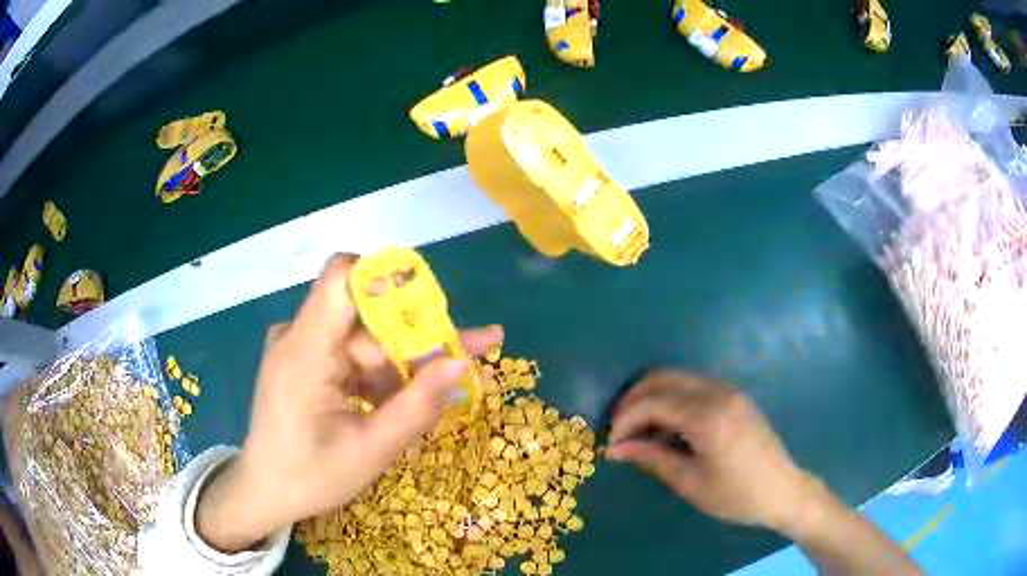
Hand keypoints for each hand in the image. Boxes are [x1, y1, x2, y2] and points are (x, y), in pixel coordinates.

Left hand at [196, 254, 503, 551]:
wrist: (264, 492)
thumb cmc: (311, 477)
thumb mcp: (371, 449)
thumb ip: (418, 405)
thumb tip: (463, 362)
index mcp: (306, 350)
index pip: (342, 277)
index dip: (389, 279)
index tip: (435, 306)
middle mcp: (299, 336)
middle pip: (366, 318)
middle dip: (417, 341)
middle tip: (466, 363)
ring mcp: (299, 348)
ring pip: (363, 339)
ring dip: (400, 366)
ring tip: (437, 396)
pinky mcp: (303, 361)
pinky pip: (348, 355)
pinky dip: (377, 376)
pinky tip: (398, 403)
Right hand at [605, 370, 816, 532]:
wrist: (782, 490)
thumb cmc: (736, 495)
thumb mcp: (690, 482)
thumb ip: (652, 458)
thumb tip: (616, 448)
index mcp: (708, 416)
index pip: (653, 403)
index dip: (625, 420)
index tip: (610, 443)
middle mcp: (718, 392)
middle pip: (662, 378)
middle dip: (633, 400)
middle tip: (618, 429)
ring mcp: (729, 390)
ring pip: (677, 378)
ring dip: (652, 397)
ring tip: (638, 430)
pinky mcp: (734, 396)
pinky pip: (693, 386)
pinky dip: (672, 399)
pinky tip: (666, 426)